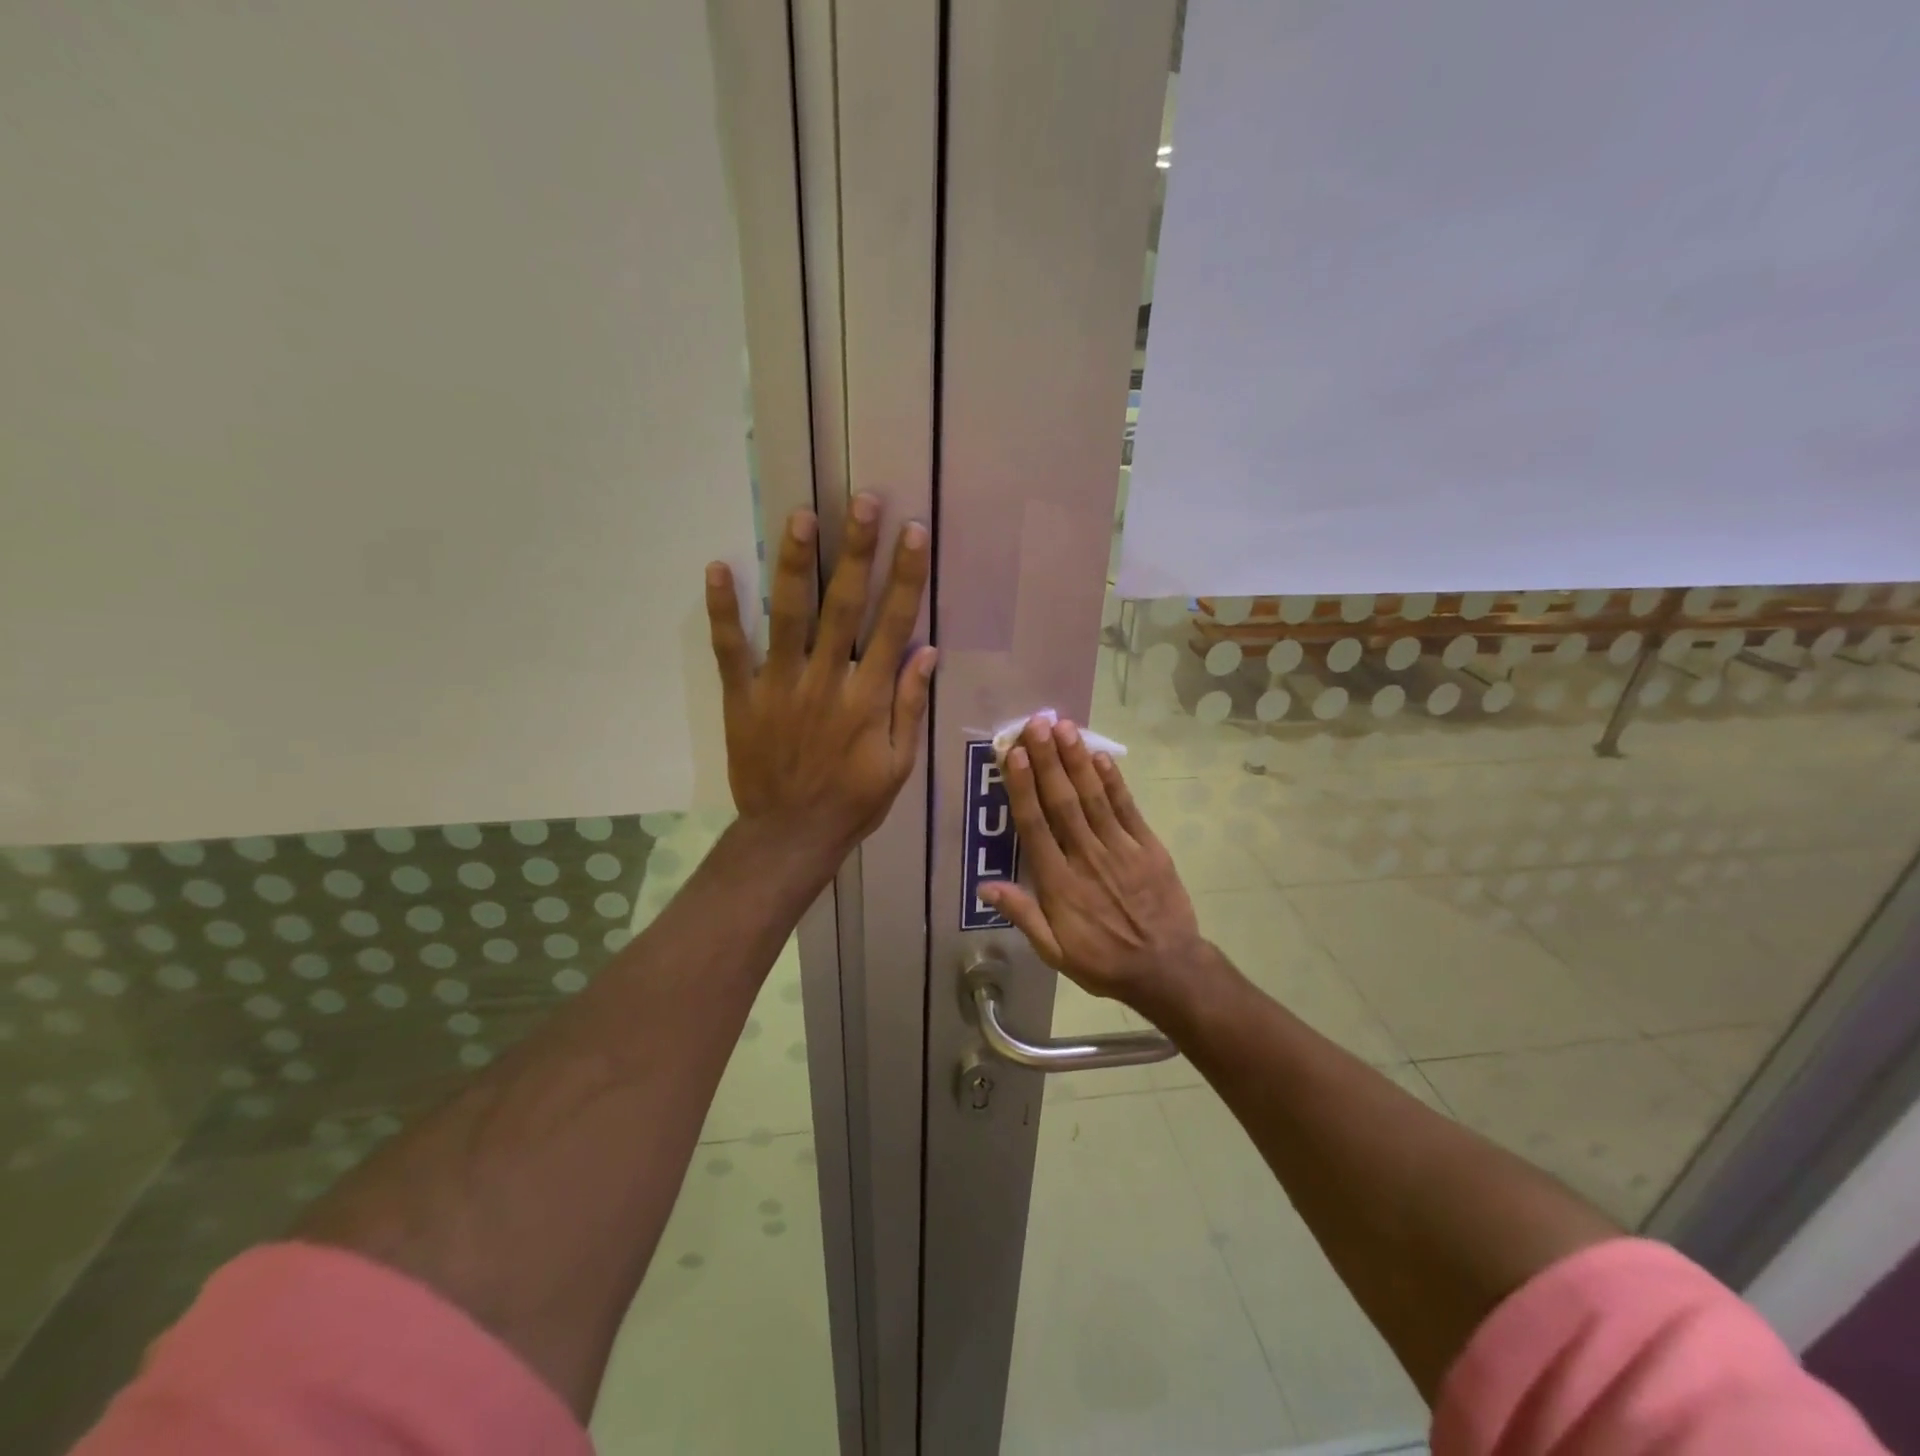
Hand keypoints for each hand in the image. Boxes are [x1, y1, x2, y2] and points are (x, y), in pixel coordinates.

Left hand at [705, 493, 934, 866]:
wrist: (791, 835)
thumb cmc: (853, 802)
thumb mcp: (900, 764)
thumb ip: (910, 706)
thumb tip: (928, 651)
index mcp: (868, 699)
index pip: (893, 626)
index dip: (905, 577)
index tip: (912, 533)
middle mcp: (826, 682)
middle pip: (844, 607)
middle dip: (856, 551)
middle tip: (863, 501)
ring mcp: (780, 687)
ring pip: (788, 617)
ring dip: (795, 564)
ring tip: (800, 516)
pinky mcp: (742, 698)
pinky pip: (730, 650)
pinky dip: (723, 611)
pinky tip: (717, 568)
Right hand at [980, 716, 1204, 1018]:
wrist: (1167, 970)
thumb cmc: (1103, 961)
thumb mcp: (1054, 952)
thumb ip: (1023, 915)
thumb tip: (985, 886)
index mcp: (1059, 884)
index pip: (1035, 826)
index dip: (1024, 787)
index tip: (1014, 754)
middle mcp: (1087, 858)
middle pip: (1062, 801)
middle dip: (1048, 760)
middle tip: (1037, 723)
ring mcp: (1121, 850)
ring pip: (1093, 798)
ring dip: (1077, 761)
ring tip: (1064, 727)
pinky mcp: (1149, 848)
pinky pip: (1127, 809)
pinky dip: (1113, 782)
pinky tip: (1100, 757)